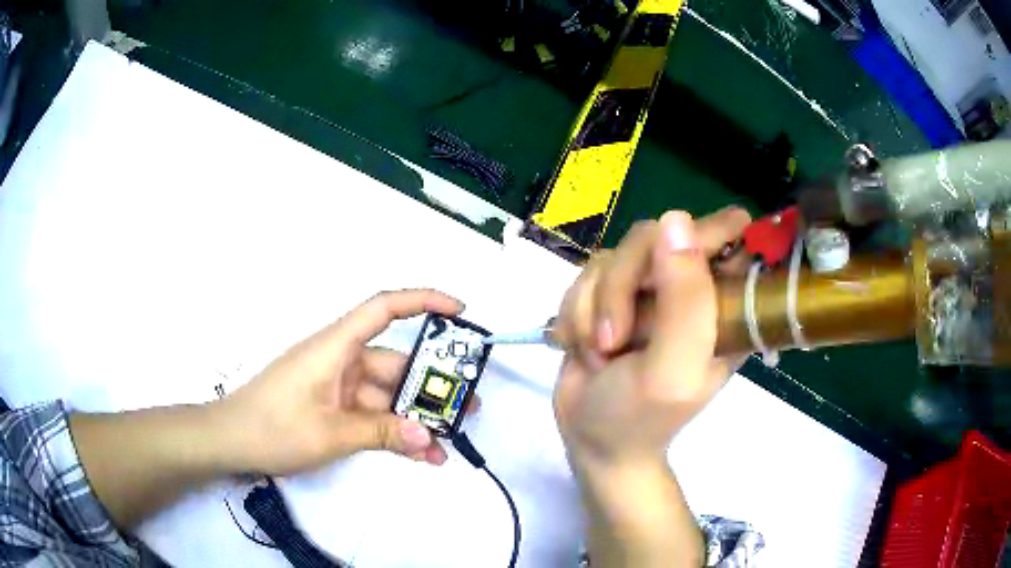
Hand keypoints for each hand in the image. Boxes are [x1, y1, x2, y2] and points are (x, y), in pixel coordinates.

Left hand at [213, 289, 471, 474]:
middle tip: (469, 406)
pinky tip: (419, 454)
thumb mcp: (330, 433)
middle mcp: (341, 361)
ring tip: (448, 443)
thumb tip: (429, 438)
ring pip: (387, 396)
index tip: (460, 312)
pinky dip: (393, 432)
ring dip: (414, 419)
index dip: (423, 302)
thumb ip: (382, 433)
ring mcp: (338, 387)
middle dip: (431, 385)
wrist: (230, 442)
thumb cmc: (273, 427)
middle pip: (394, 364)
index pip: (384, 308)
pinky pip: (372, 416)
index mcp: (336, 347)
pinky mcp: (334, 409)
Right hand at [554, 207, 750, 470]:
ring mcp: (648, 288)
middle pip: (654, 237)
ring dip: (593, 309)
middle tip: (613, 339)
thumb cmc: (642, 417)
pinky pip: (585, 274)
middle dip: (622, 289)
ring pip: (613, 257)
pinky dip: (576, 313)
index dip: (703, 235)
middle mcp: (689, 287)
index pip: (731, 234)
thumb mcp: (672, 370)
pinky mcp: (612, 292)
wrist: (592, 439)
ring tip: (599, 353)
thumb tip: (675, 219)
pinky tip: (582, 346)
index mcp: (725, 303)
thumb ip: (685, 301)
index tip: (669, 268)